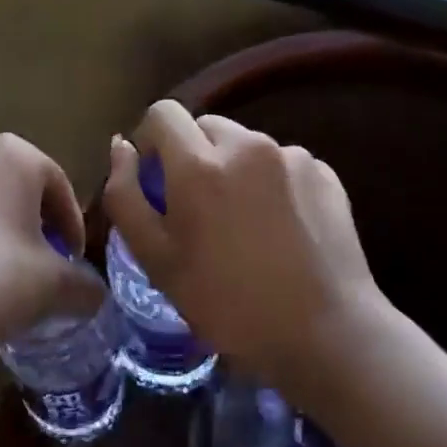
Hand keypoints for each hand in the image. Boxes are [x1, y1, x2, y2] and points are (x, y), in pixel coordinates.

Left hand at [0, 134, 103, 376]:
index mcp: (12, 155)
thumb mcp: (52, 287)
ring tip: (4, 284)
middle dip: (36, 231)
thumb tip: (96, 295)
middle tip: (44, 273)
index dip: (74, 228)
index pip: (60, 185)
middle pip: (19, 192)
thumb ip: (84, 286)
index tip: (75, 266)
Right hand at [103, 100, 393, 405]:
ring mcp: (292, 156)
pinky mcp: (325, 173)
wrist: (325, 334)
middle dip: (191, 156)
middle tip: (197, 210)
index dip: (150, 141)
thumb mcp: (156, 259)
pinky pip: (281, 163)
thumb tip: (121, 146)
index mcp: (199, 164)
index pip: (163, 113)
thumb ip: (125, 195)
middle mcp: (247, 145)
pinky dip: (270, 183)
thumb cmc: (227, 303)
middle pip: (204, 126)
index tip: (156, 181)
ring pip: (244, 145)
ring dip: (232, 169)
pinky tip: (279, 230)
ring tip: (242, 224)